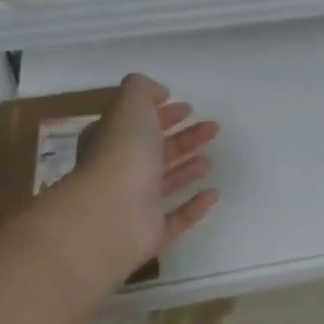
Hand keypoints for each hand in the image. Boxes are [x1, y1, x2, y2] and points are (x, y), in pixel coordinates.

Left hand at [61, 73, 219, 280]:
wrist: (110, 215)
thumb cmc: (121, 154)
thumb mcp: (130, 106)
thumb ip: (142, 90)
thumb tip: (158, 92)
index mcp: (110, 140)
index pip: (135, 123)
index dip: (160, 114)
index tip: (188, 107)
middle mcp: (119, 171)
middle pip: (154, 151)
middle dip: (182, 137)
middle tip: (212, 128)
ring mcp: (134, 205)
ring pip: (164, 182)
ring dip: (187, 168)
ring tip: (210, 158)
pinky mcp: (150, 233)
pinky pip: (176, 218)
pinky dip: (194, 206)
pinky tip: (213, 194)